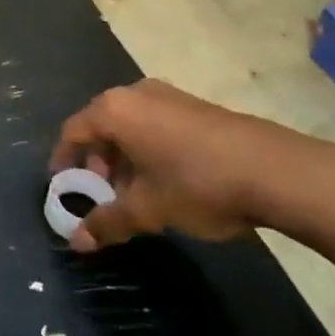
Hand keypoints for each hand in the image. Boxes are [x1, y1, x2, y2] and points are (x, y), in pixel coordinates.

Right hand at [49, 79, 334, 251]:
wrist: (272, 169)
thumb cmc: (196, 183)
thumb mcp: (148, 209)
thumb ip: (108, 222)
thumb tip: (77, 242)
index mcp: (116, 110)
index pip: (74, 130)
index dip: (64, 159)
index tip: (63, 185)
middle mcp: (137, 93)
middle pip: (102, 125)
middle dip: (97, 161)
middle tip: (101, 194)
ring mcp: (169, 96)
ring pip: (131, 125)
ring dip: (124, 158)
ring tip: (134, 194)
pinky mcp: (194, 106)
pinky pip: (154, 124)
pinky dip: (147, 149)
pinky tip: (165, 180)